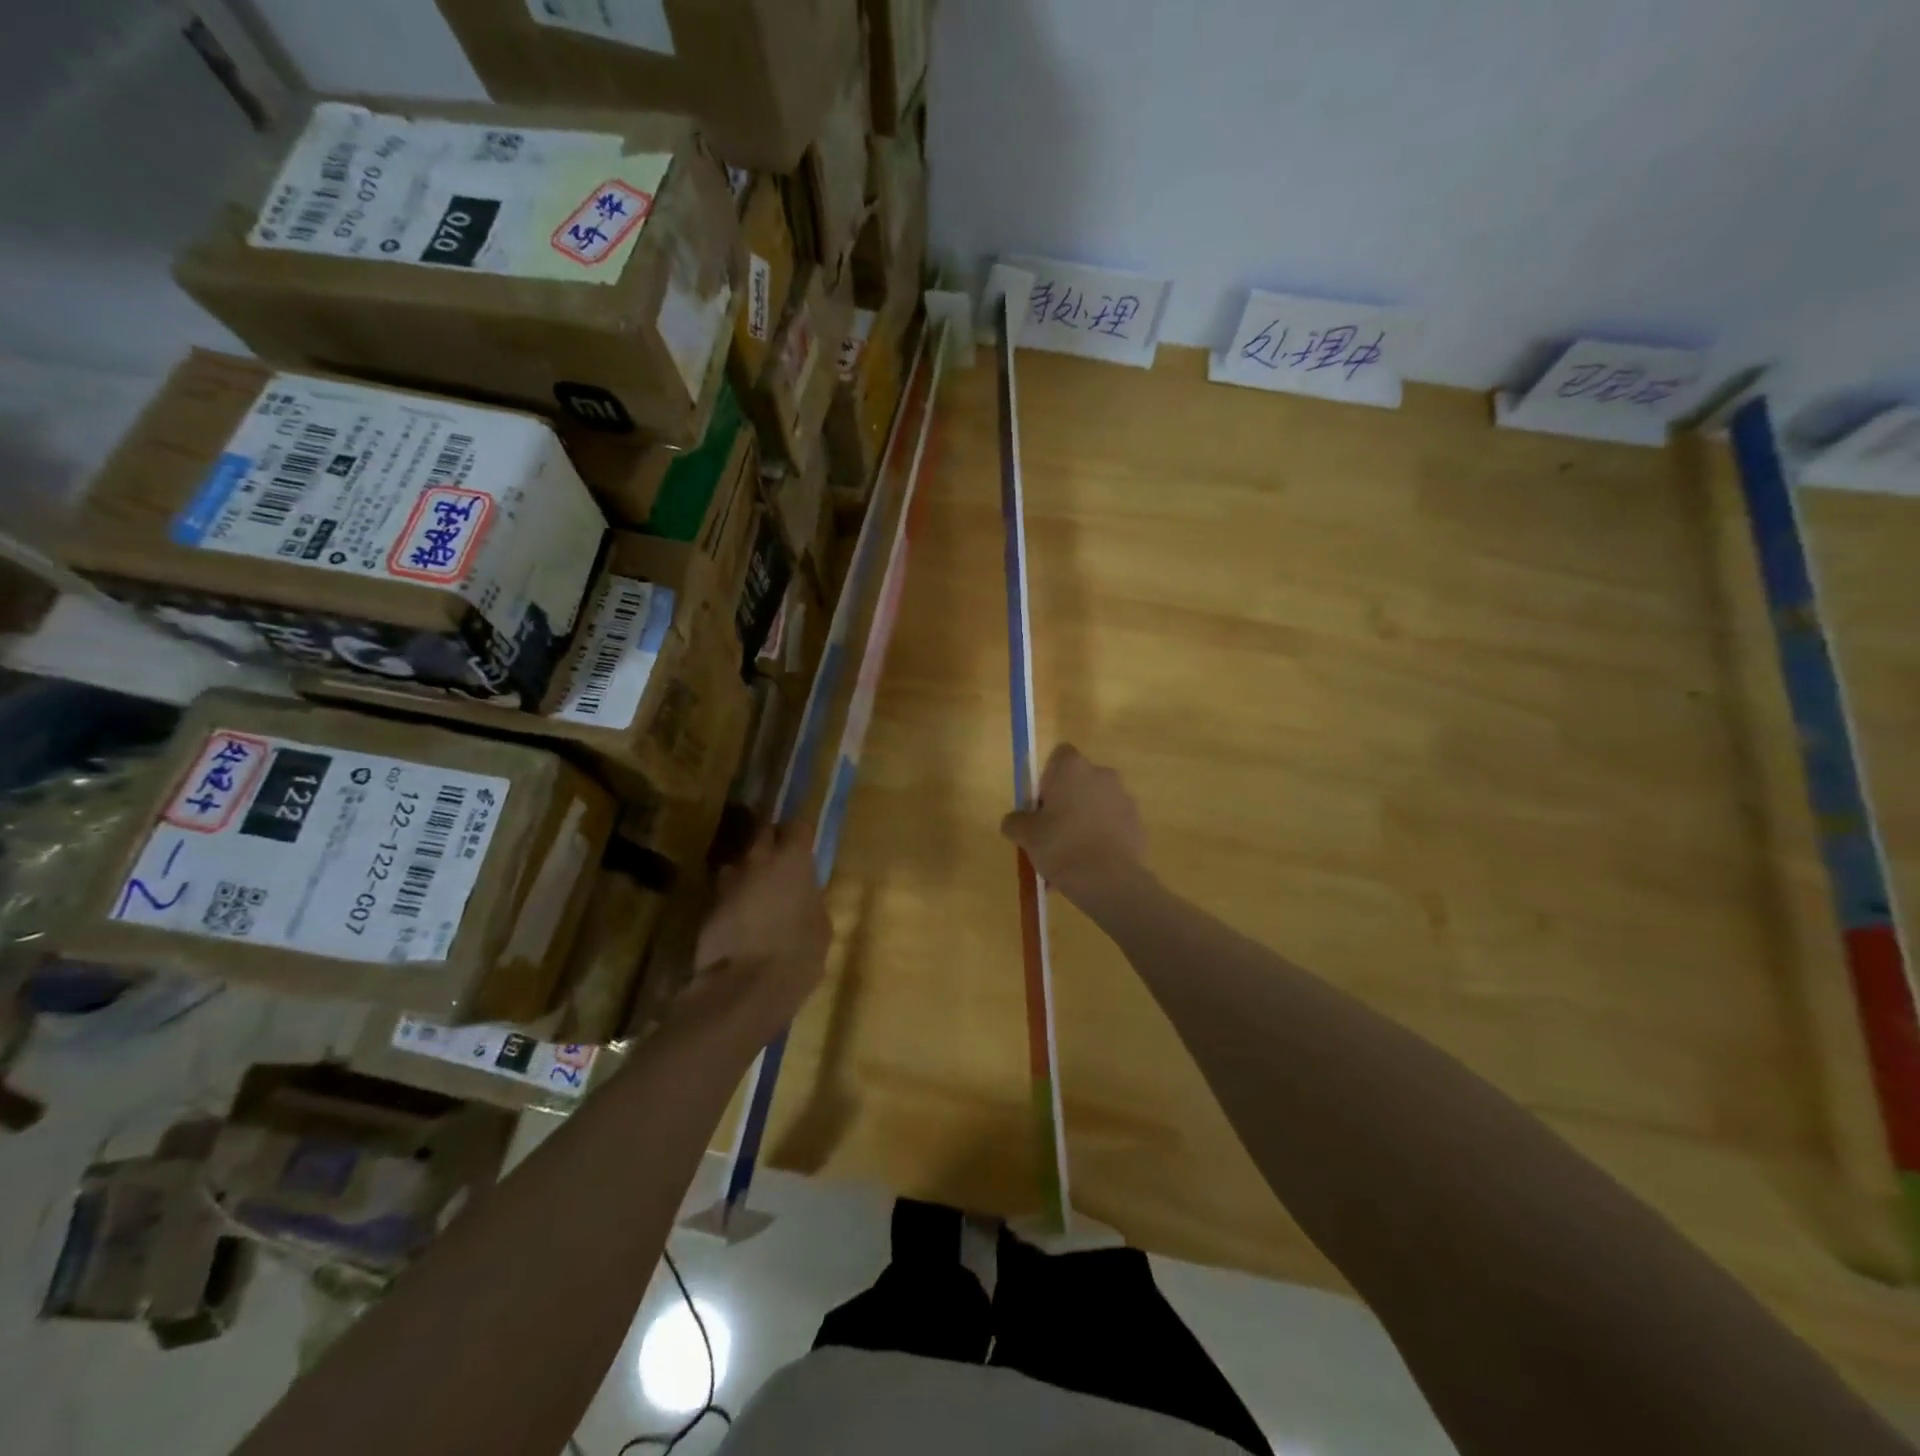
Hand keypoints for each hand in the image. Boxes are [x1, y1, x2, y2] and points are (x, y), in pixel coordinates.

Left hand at [688, 824, 830, 1044]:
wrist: (745, 987)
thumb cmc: (798, 953)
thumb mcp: (820, 924)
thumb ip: (810, 899)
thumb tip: (802, 895)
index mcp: (793, 860)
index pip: (797, 826)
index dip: (800, 835)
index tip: (805, 847)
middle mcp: (758, 860)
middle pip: (762, 834)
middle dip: (771, 843)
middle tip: (781, 864)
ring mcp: (728, 882)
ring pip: (739, 864)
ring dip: (748, 873)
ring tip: (757, 895)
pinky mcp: (708, 906)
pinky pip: (724, 893)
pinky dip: (733, 900)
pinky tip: (740, 922)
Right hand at [1000, 744, 1148, 907]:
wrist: (1110, 880)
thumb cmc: (1062, 846)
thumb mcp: (1025, 835)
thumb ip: (1015, 821)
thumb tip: (1015, 821)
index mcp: (1073, 768)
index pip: (1058, 756)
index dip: (1046, 779)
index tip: (1039, 806)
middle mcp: (1102, 774)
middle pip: (1078, 782)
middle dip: (1065, 803)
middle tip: (1050, 834)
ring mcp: (1124, 799)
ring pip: (1095, 806)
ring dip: (1083, 823)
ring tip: (1069, 860)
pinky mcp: (1137, 824)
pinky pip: (1111, 826)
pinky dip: (1100, 839)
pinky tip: (1089, 867)